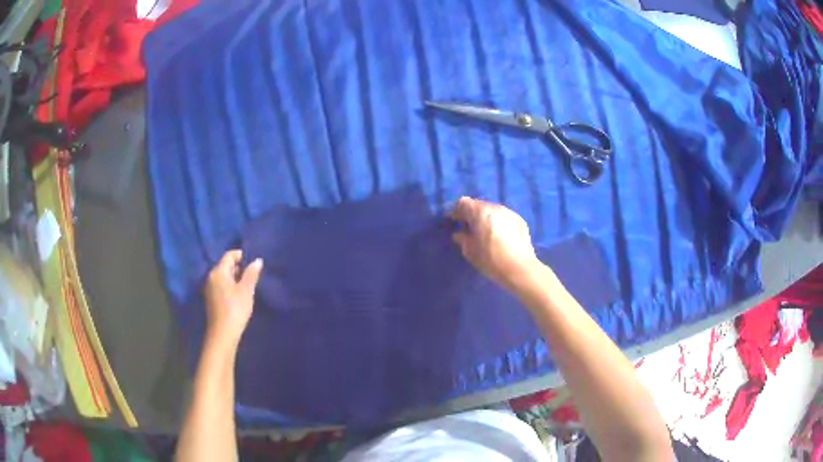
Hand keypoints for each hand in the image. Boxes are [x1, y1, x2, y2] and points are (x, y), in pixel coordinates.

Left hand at [203, 250, 262, 348]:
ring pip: (223, 276)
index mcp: (218, 272)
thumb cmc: (235, 309)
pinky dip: (230, 286)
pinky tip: (239, 294)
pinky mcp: (211, 299)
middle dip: (238, 267)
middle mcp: (211, 276)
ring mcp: (209, 288)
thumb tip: (257, 260)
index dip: (241, 255)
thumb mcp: (246, 290)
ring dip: (234, 277)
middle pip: (225, 265)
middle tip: (252, 274)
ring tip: (247, 285)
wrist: (223, 333)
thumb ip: (251, 274)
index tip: (253, 261)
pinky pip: (221, 285)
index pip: (229, 255)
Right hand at [450, 197, 539, 287]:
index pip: (463, 203)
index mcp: (480, 212)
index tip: (452, 221)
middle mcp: (495, 207)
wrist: (520, 269)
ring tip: (483, 231)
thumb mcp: (470, 252)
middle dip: (470, 214)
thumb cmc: (491, 260)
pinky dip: (497, 222)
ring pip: (492, 210)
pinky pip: (503, 216)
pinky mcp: (519, 220)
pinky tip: (498, 235)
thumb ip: (462, 239)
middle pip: (478, 205)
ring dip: (485, 217)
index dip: (456, 211)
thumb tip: (459, 233)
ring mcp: (509, 212)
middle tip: (466, 226)